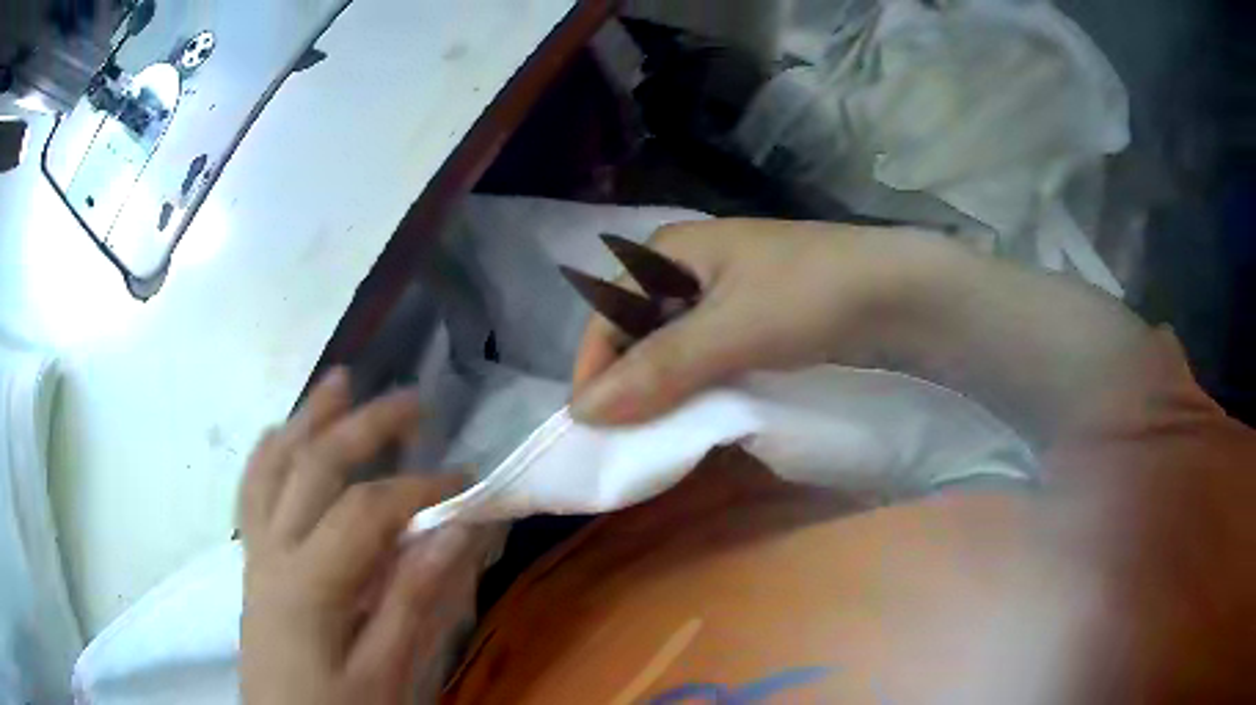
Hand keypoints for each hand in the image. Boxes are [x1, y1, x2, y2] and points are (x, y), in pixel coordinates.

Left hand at [238, 369, 485, 704]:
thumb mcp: (386, 674)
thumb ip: (414, 603)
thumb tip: (455, 532)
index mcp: (308, 583)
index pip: (365, 511)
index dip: (419, 487)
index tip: (466, 481)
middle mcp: (274, 551)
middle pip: (314, 468)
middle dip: (365, 428)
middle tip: (412, 402)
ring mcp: (257, 553)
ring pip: (276, 467)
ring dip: (310, 421)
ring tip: (340, 382)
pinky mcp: (254, 563)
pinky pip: (252, 492)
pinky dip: (269, 454)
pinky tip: (281, 434)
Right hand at [571, 219, 943, 423]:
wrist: (902, 292)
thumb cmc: (813, 295)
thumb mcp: (731, 331)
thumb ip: (659, 369)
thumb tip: (583, 413)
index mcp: (670, 251)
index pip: (607, 314)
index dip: (594, 369)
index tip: (591, 427)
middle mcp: (689, 268)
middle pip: (636, 330)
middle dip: (627, 382)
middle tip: (626, 439)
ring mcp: (723, 295)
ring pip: (671, 347)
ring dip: (662, 389)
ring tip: (657, 435)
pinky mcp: (751, 321)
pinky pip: (705, 357)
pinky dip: (697, 387)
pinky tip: (698, 415)